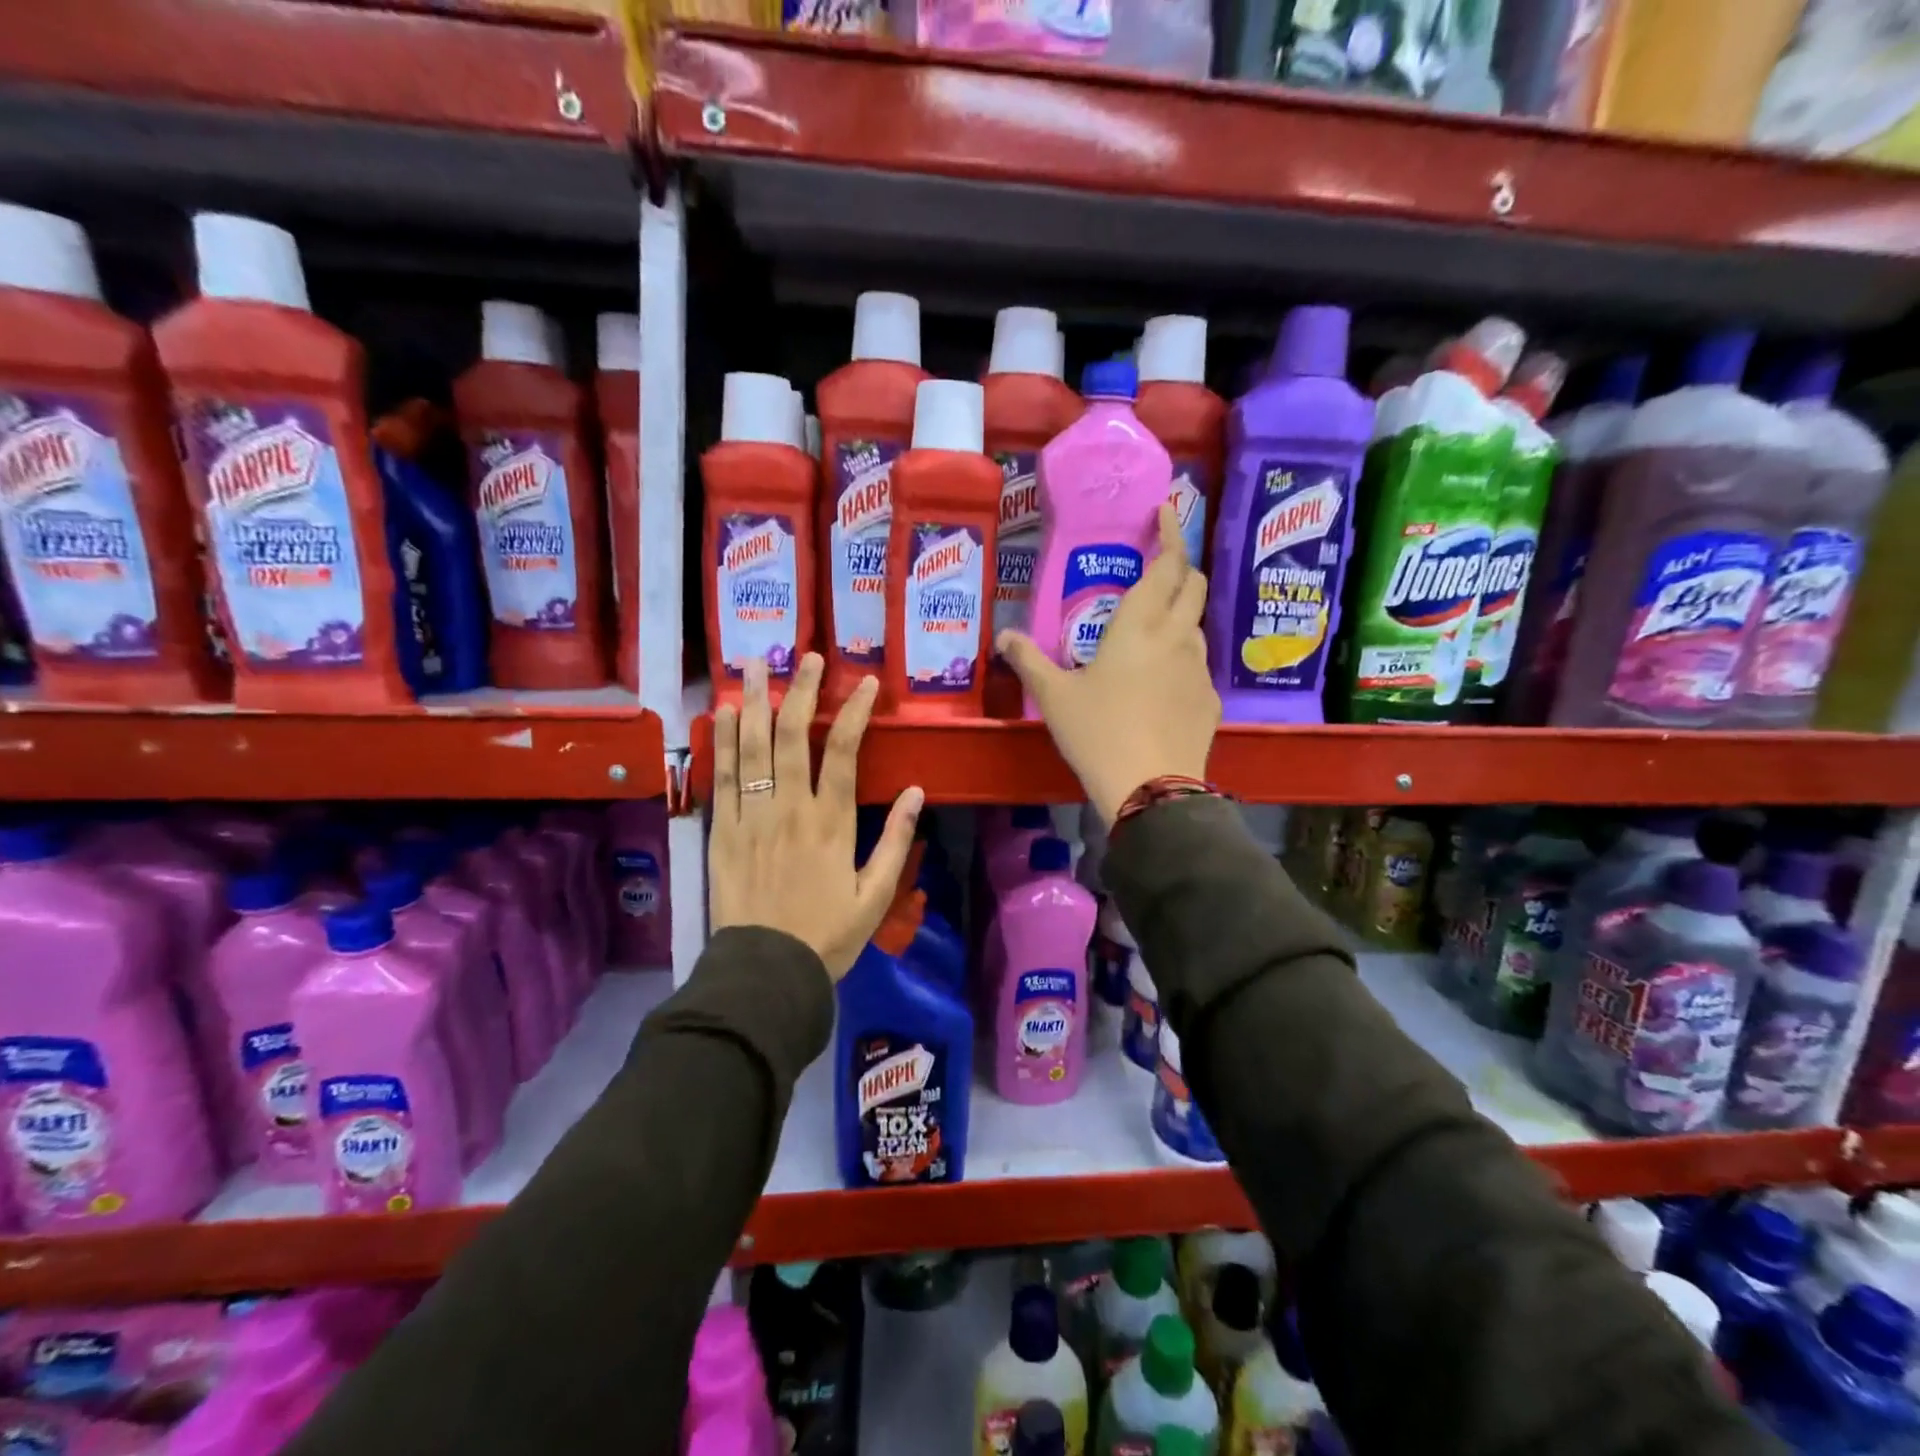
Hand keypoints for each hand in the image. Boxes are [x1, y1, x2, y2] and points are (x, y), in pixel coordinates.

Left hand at [709, 654, 924, 979]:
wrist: (766, 973)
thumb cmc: (828, 935)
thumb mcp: (876, 895)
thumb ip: (895, 840)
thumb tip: (916, 791)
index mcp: (831, 823)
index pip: (843, 753)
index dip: (854, 711)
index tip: (864, 681)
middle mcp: (789, 810)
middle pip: (792, 738)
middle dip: (800, 691)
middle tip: (804, 654)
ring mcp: (751, 818)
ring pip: (751, 749)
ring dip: (754, 703)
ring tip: (754, 663)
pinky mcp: (722, 832)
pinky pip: (722, 779)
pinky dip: (721, 742)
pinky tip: (724, 713)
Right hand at [997, 503, 1217, 825]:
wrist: (1150, 787)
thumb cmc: (1098, 732)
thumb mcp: (1055, 696)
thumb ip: (1029, 661)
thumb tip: (1003, 636)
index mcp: (1139, 626)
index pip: (1167, 565)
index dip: (1172, 533)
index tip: (1169, 510)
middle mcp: (1176, 638)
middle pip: (1194, 586)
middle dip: (1182, 567)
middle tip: (1160, 565)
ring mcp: (1199, 670)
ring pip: (1196, 627)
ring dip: (1181, 616)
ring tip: (1153, 631)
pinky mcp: (1210, 701)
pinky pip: (1197, 667)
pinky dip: (1181, 660)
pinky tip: (1161, 685)